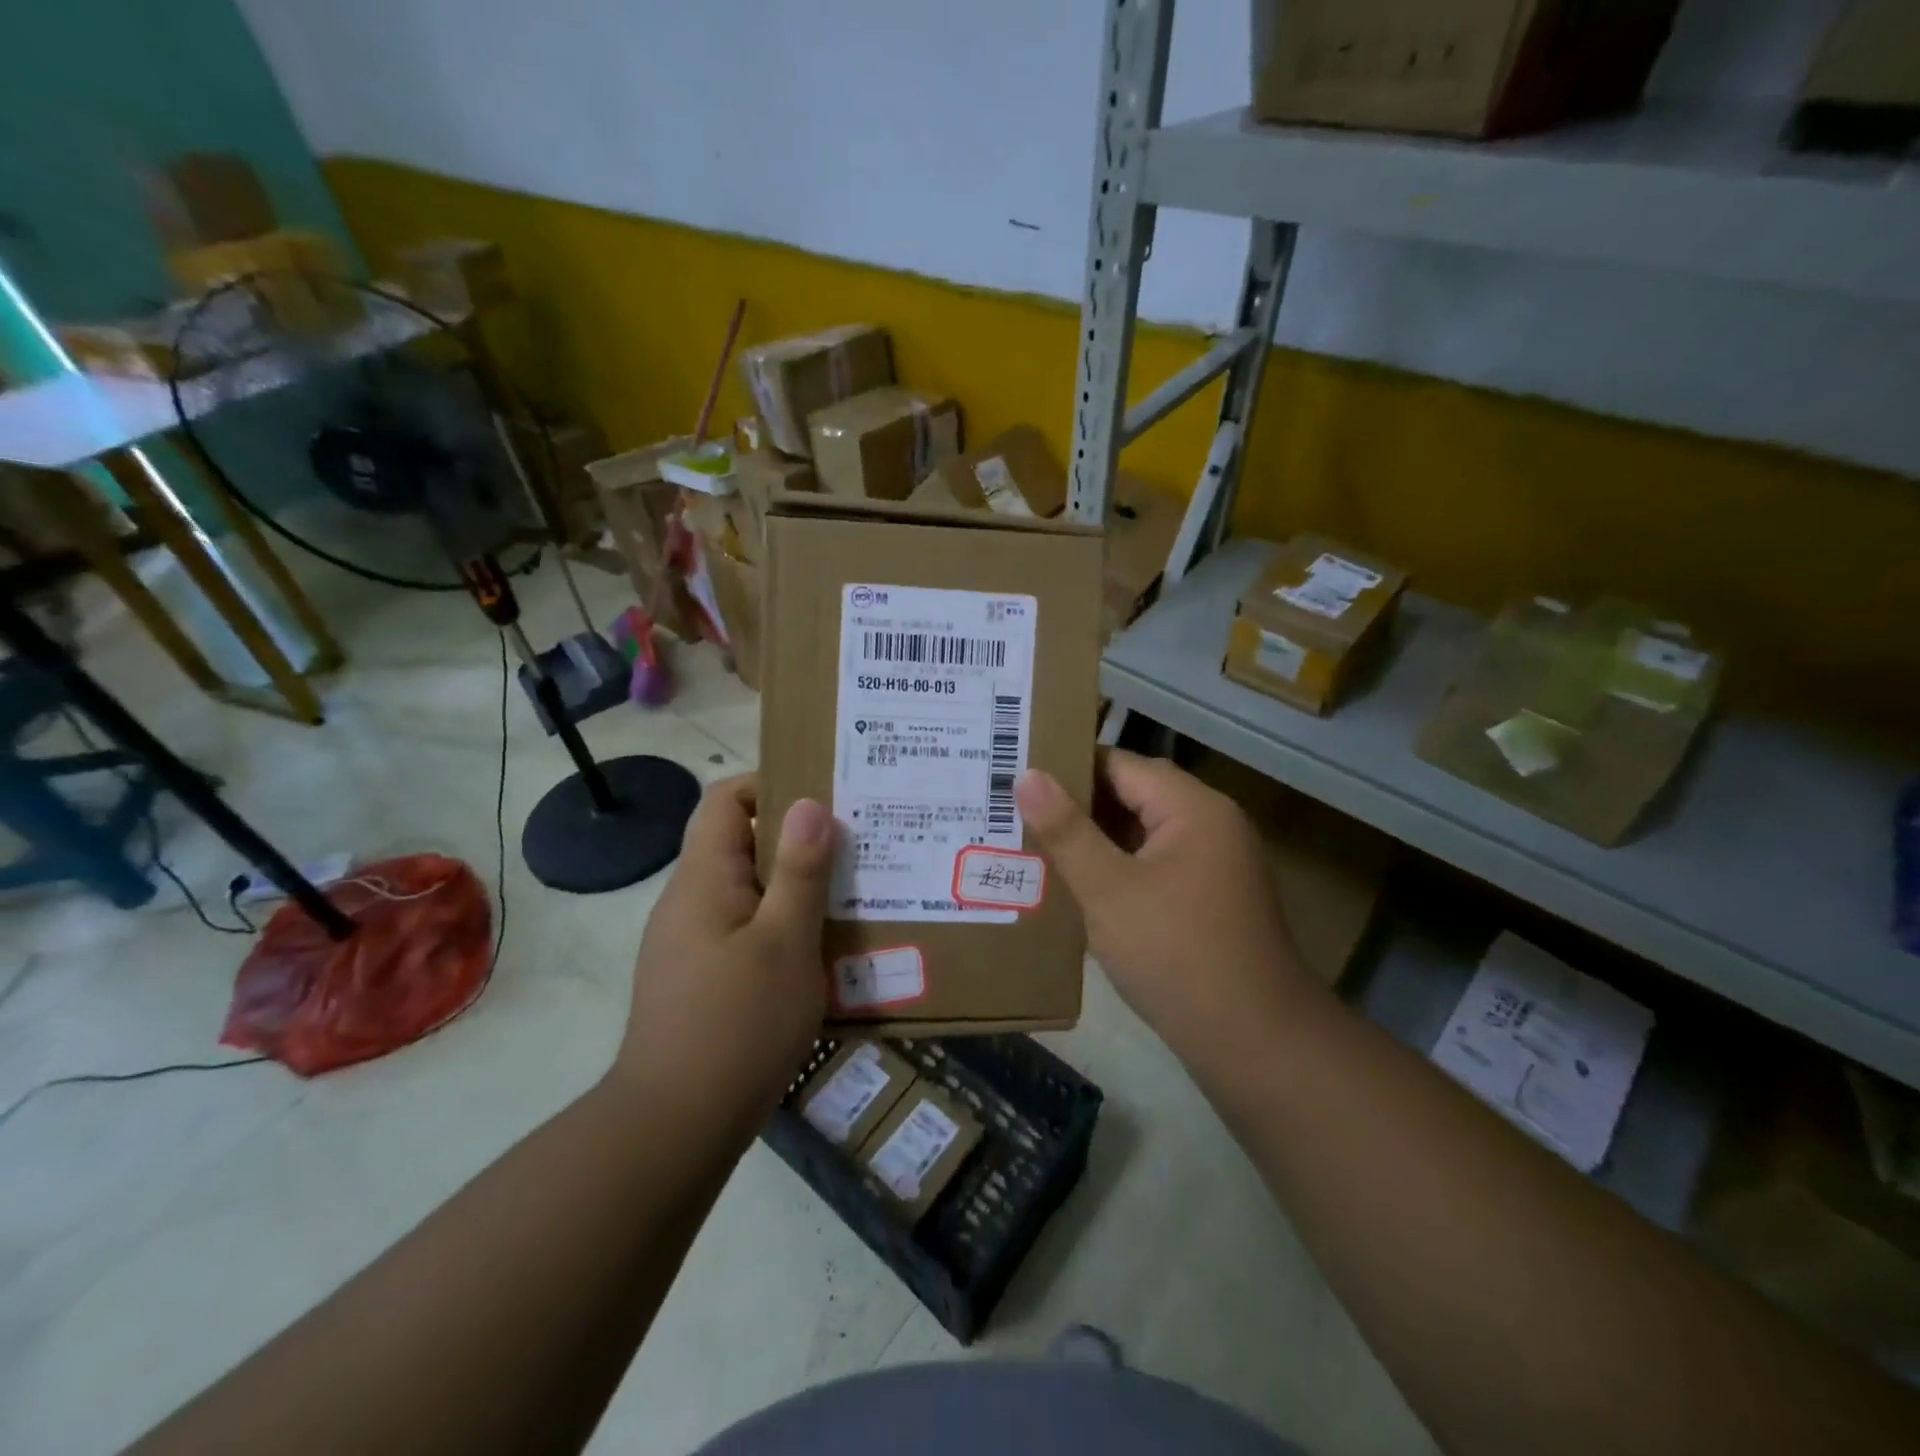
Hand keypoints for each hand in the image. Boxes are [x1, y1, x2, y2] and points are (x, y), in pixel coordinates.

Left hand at [612, 776, 833, 1129]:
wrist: (675, 1127)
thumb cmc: (738, 1024)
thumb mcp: (785, 942)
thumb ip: (800, 871)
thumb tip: (809, 803)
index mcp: (703, 878)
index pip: (725, 799)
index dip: (771, 785)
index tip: (825, 799)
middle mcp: (689, 901)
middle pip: (740, 843)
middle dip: (797, 839)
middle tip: (855, 846)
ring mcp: (690, 942)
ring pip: (747, 890)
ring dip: (793, 887)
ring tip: (850, 894)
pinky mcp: (700, 978)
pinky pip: (743, 929)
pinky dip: (780, 925)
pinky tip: (820, 950)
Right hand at [1015, 750, 1314, 1072]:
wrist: (1253, 1042)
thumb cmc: (1175, 954)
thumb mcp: (1108, 890)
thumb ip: (1066, 830)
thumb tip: (1027, 775)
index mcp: (1193, 808)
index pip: (1120, 764)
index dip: (1067, 767)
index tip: (1017, 777)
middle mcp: (1210, 824)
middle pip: (1134, 795)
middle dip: (1077, 805)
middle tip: (1016, 811)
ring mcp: (1214, 863)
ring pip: (1142, 833)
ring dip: (1096, 839)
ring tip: (1036, 843)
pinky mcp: (1209, 897)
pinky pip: (1154, 864)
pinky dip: (1118, 867)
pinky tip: (1078, 884)